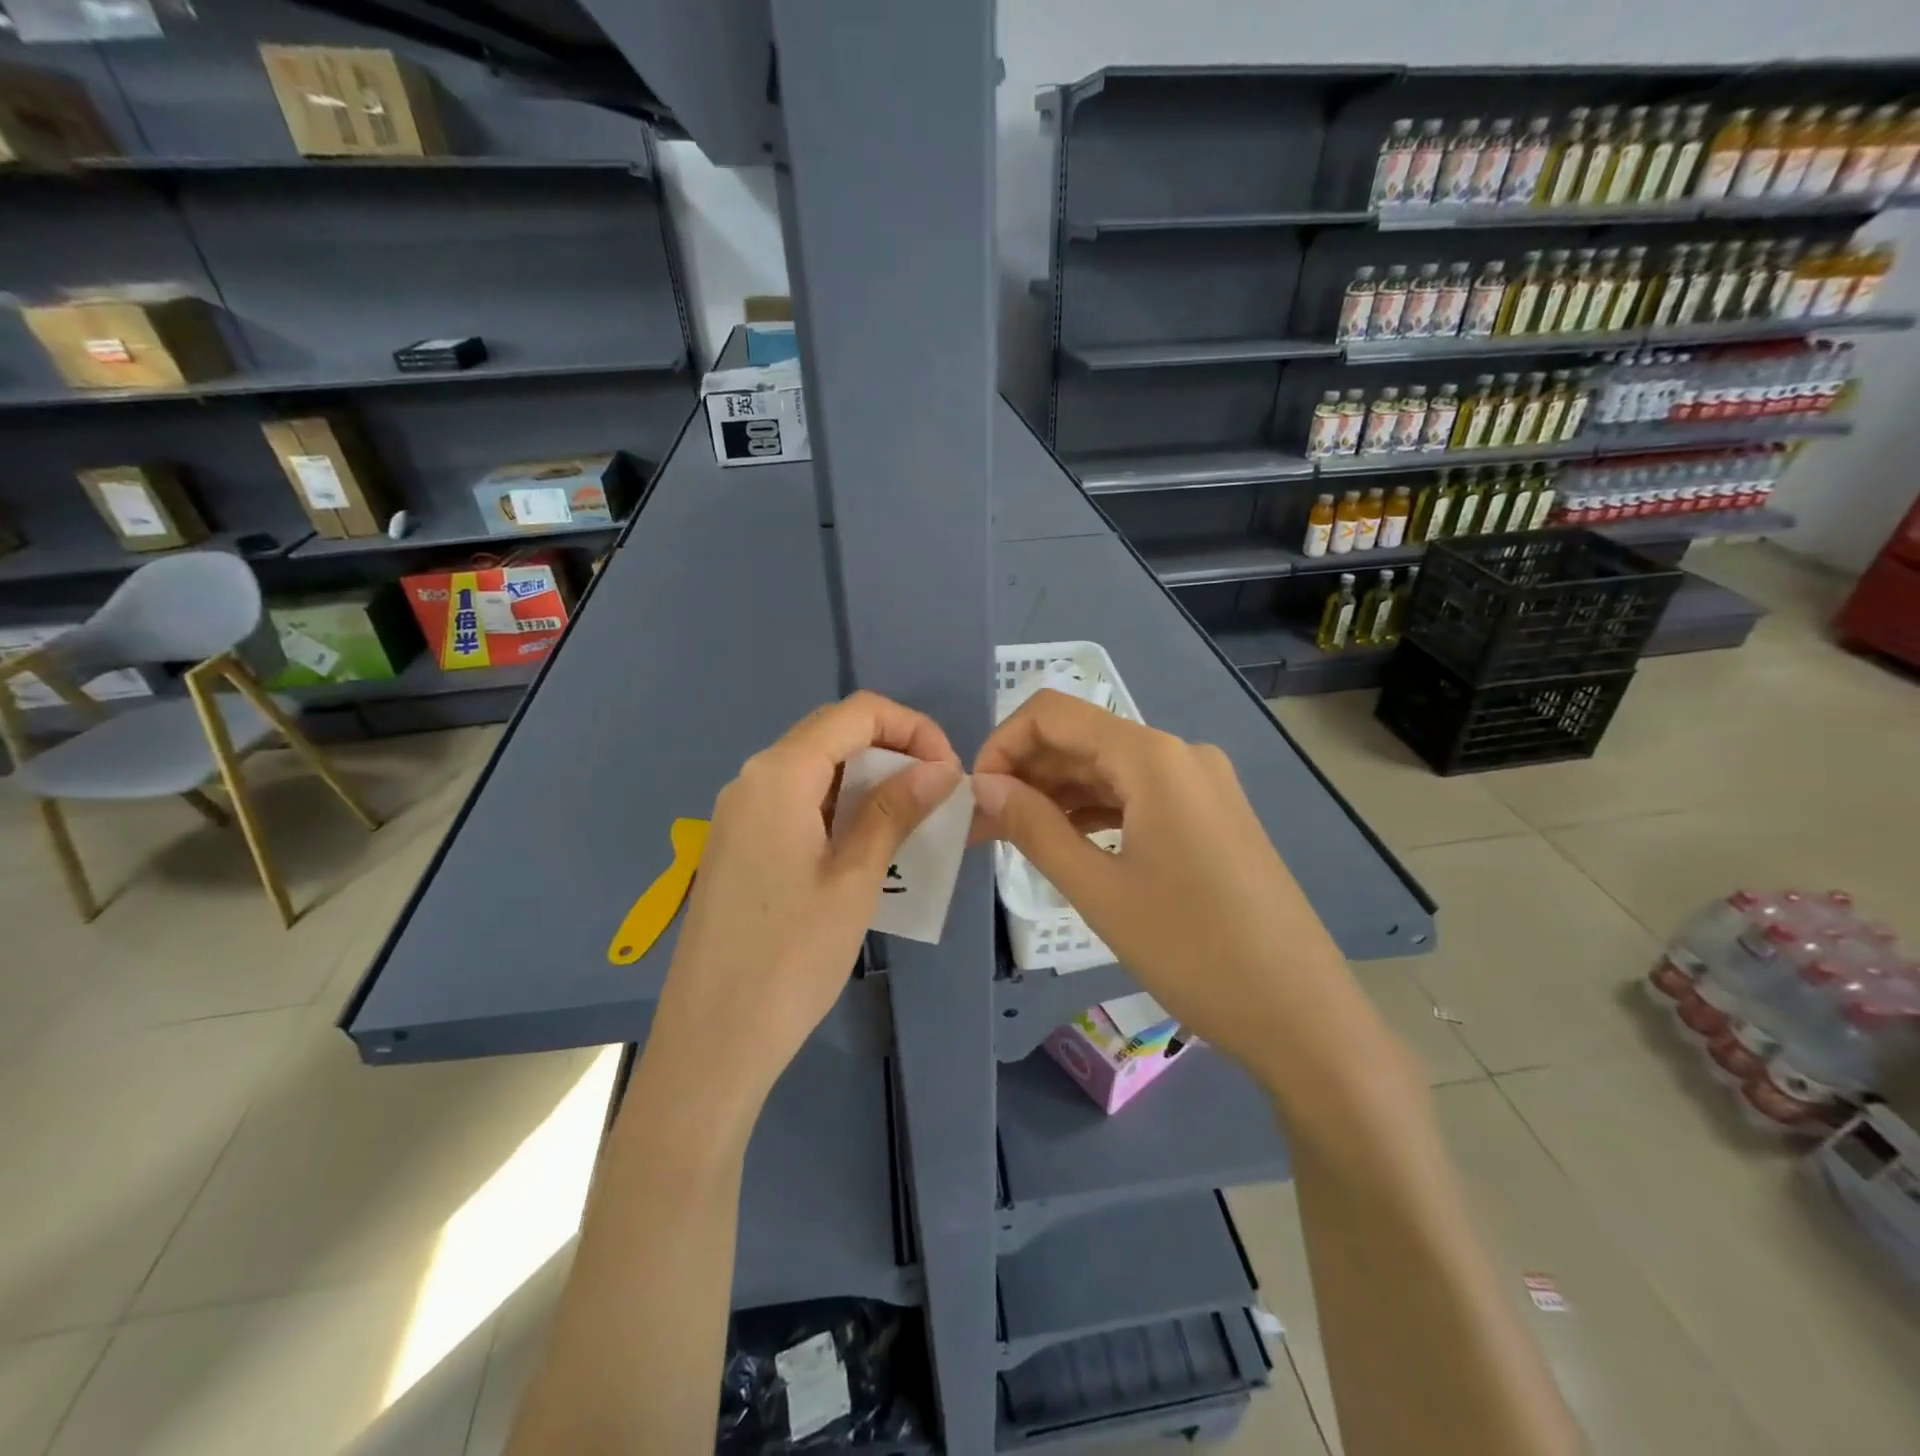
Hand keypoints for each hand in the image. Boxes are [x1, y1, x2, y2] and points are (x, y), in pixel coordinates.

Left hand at [648, 692, 961, 1121]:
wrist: (711, 1041)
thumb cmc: (790, 957)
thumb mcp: (854, 879)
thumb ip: (894, 811)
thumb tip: (941, 767)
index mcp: (779, 774)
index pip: (856, 713)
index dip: (912, 727)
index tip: (949, 771)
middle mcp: (753, 779)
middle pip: (833, 734)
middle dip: (892, 751)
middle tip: (936, 796)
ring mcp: (739, 813)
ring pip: (815, 769)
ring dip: (867, 782)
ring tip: (911, 821)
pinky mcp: (738, 845)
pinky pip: (796, 803)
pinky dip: (839, 808)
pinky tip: (866, 846)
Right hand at [971, 690, 1347, 1076]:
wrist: (1302, 1014)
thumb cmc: (1194, 951)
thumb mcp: (1099, 891)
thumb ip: (1034, 828)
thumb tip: (983, 786)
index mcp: (1153, 758)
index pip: (1053, 714)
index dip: (1002, 744)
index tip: (974, 796)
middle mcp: (1180, 754)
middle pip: (1082, 738)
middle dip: (1025, 774)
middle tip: (980, 826)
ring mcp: (1202, 784)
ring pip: (1109, 769)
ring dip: (1057, 795)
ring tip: (1012, 839)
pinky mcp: (1211, 816)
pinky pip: (1138, 795)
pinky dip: (1095, 812)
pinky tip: (1067, 843)